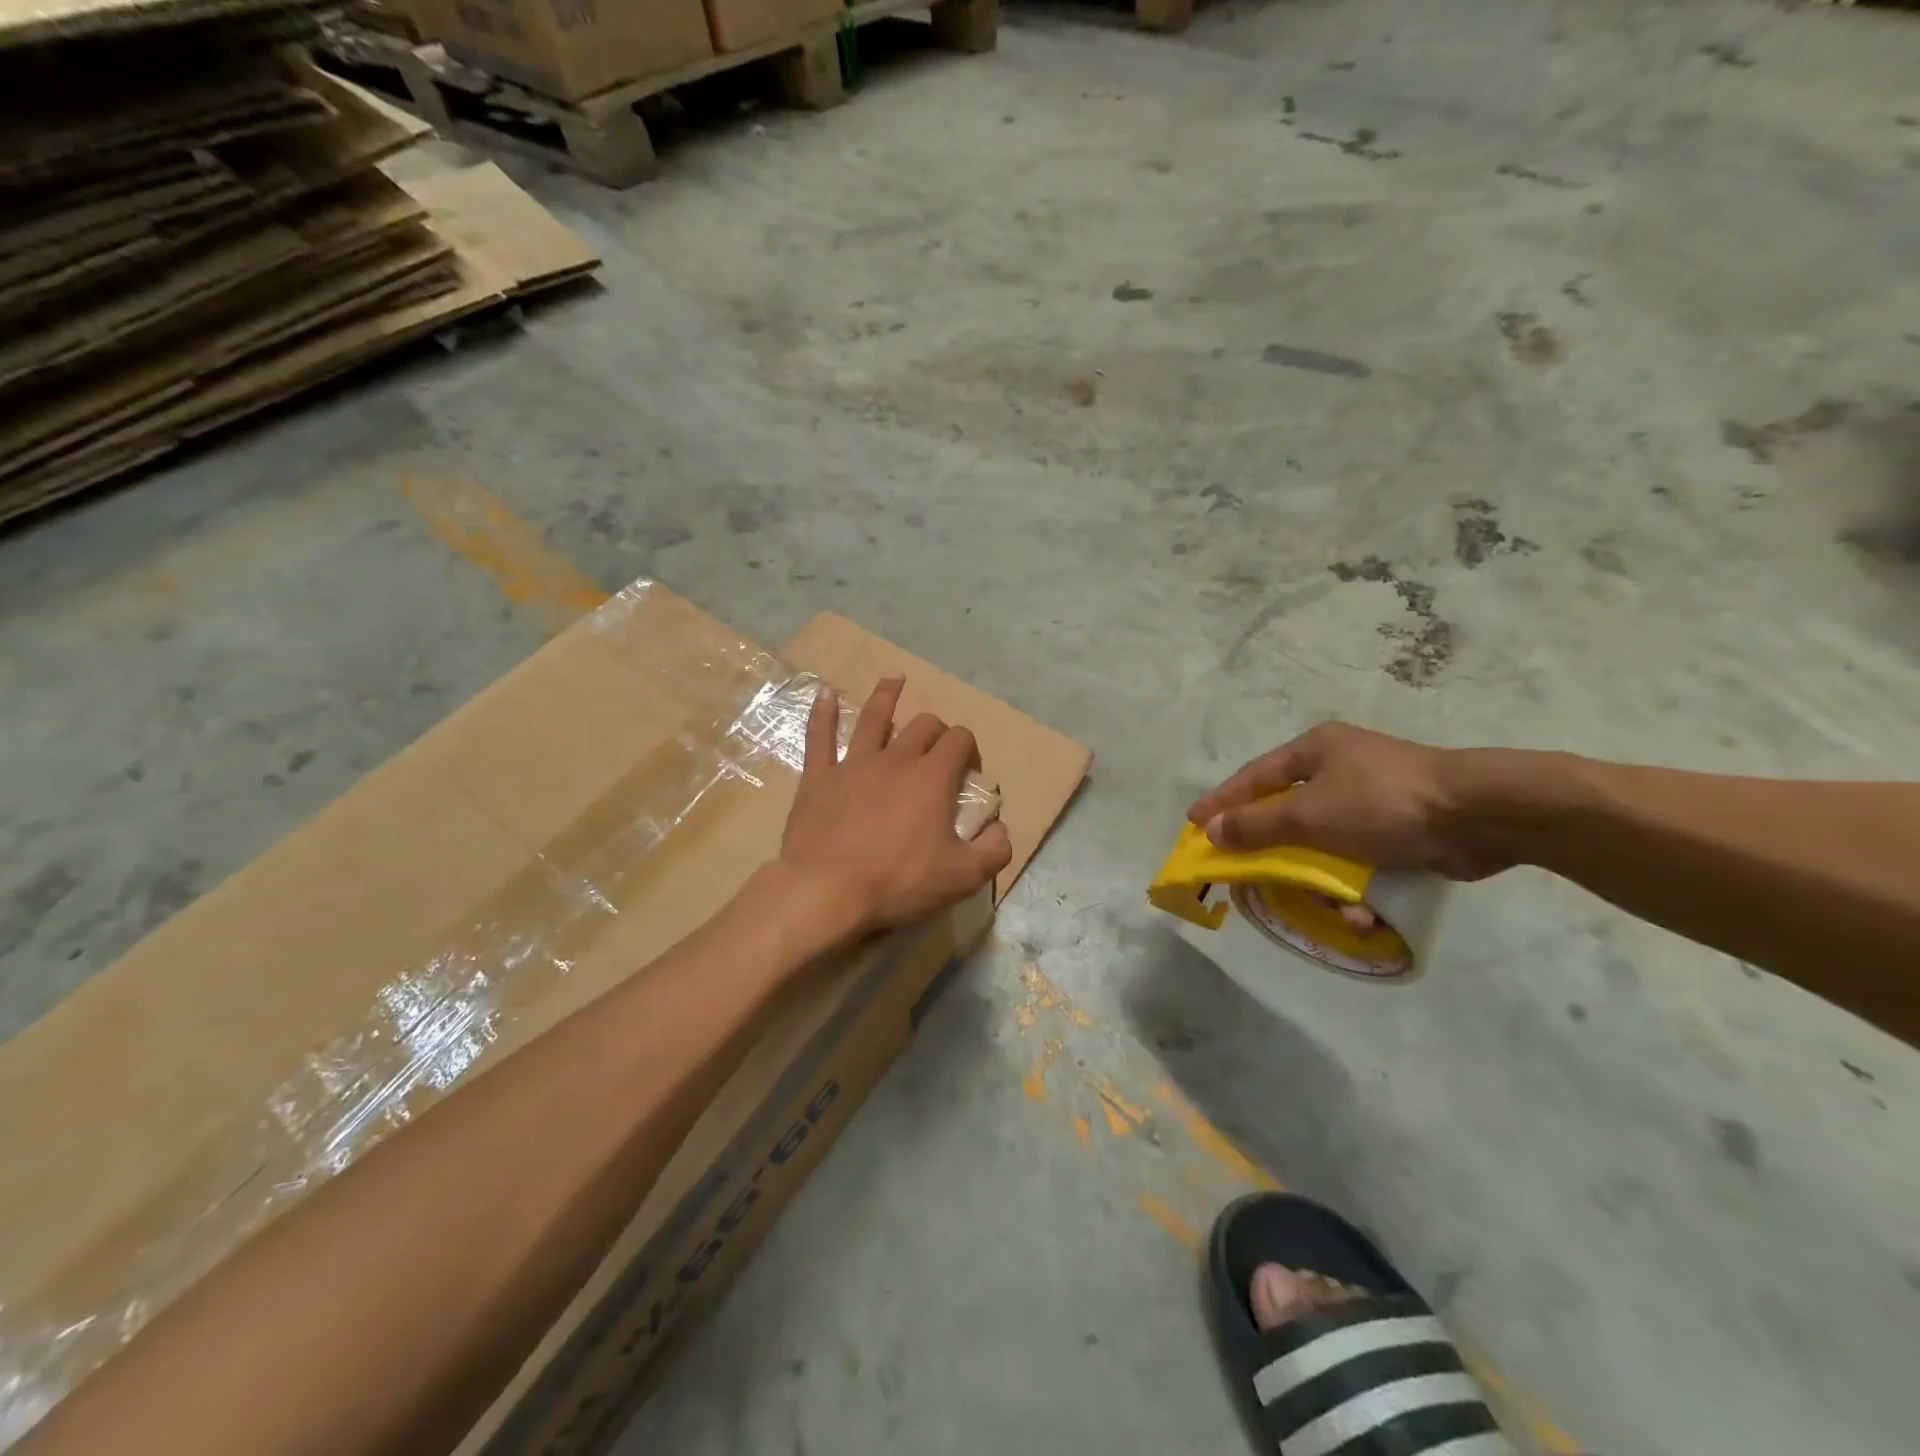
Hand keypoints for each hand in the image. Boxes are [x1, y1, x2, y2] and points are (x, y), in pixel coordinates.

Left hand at [779, 676, 1012, 935]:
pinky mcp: (819, 777)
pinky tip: (824, 693)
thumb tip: (1000, 828)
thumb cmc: (898, 882)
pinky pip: (820, 736)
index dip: (970, 749)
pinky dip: (822, 713)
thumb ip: (994, 849)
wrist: (827, 891)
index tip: (969, 772)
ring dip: (886, 696)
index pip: (959, 740)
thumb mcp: (963, 877)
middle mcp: (895, 759)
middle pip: (923, 725)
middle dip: (937, 730)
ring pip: (873, 717)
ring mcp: (853, 764)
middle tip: (938, 750)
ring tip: (894, 680)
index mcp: (932, 777)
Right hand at [1187, 722, 1507, 880]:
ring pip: (1325, 843)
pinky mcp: (1402, 830)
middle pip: (1288, 813)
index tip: (1193, 824)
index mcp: (1315, 751)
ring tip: (1323, 906)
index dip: (1222, 801)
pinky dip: (1358, 887)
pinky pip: (1362, 860)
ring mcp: (1373, 800)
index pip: (1254, 777)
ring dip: (1322, 879)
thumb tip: (1211, 831)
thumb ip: (1256, 824)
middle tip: (1245, 872)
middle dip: (1273, 849)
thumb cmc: (1382, 803)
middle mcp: (1340, 770)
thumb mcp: (1309, 814)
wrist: (1481, 815)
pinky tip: (1363, 914)